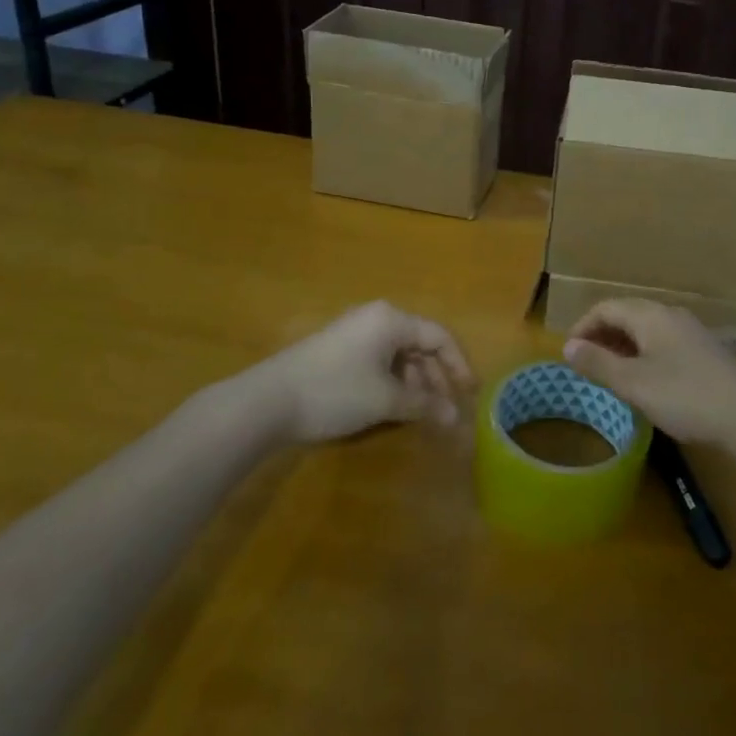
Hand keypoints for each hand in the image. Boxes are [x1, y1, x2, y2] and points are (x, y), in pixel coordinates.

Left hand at [230, 301, 477, 444]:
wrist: (265, 403)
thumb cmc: (334, 392)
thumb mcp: (385, 400)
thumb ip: (425, 405)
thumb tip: (456, 417)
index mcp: (392, 319)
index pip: (439, 336)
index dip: (459, 365)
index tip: (471, 394)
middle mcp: (375, 318)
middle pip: (419, 345)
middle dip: (436, 378)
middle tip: (446, 409)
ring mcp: (353, 333)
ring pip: (398, 355)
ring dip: (414, 383)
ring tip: (420, 414)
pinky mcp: (337, 351)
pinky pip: (378, 361)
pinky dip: (392, 382)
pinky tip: (392, 407)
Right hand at [562, 299, 735, 452]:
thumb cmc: (684, 396)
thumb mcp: (633, 383)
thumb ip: (598, 363)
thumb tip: (567, 346)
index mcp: (650, 315)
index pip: (606, 307)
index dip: (582, 326)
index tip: (568, 353)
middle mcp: (670, 314)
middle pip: (627, 314)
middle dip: (602, 334)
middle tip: (585, 362)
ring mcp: (690, 331)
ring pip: (646, 328)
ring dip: (622, 345)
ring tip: (609, 372)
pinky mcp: (704, 350)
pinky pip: (663, 341)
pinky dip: (643, 353)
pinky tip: (644, 378)